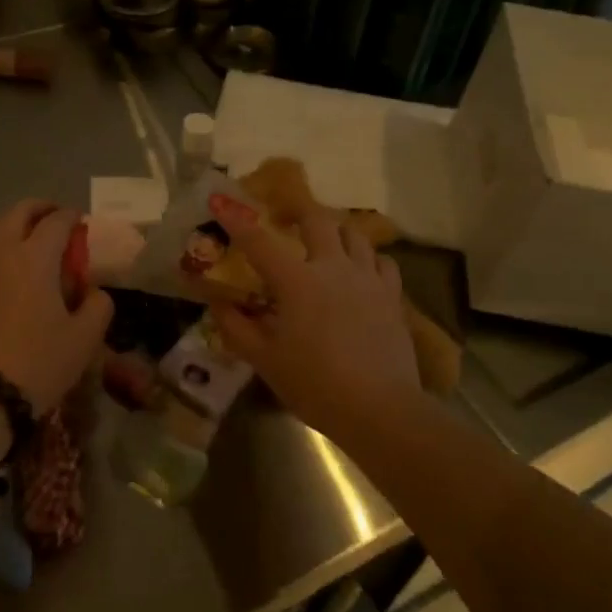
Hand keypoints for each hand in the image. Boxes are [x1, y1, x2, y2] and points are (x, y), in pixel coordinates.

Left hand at [0, 200, 114, 414]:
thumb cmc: (39, 361)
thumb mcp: (85, 337)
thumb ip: (98, 305)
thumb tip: (93, 291)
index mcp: (35, 257)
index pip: (56, 221)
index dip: (72, 217)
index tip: (83, 223)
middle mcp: (4, 253)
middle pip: (19, 212)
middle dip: (41, 209)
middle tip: (58, 219)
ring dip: (16, 224)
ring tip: (34, 239)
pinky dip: (2, 246)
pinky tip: (17, 269)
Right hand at [206, 196, 419, 439]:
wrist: (380, 409)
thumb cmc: (315, 385)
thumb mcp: (266, 361)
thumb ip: (238, 328)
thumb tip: (218, 304)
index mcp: (296, 281)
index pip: (260, 242)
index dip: (237, 220)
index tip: (221, 201)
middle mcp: (333, 267)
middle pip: (317, 220)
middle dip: (299, 211)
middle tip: (288, 217)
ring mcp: (367, 278)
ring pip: (354, 234)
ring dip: (336, 230)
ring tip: (327, 240)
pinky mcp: (392, 296)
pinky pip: (382, 262)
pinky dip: (368, 257)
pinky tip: (362, 270)